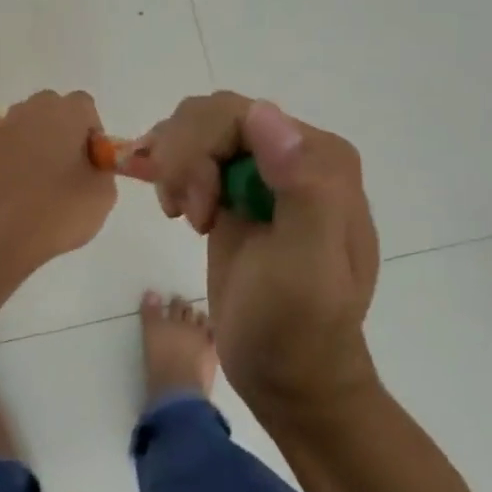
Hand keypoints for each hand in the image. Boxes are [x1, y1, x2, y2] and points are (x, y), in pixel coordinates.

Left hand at [0, 91, 116, 265]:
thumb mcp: (103, 194)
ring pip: (30, 123)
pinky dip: (17, 155)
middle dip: (64, 130)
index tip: (92, 161)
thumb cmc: (59, 209)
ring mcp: (5, 126)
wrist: (2, 234)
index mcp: (66, 112)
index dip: (92, 132)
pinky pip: (10, 142)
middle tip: (70, 167)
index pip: (85, 106)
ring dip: (39, 141)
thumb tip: (91, 166)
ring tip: (42, 179)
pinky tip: (21, 186)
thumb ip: (103, 169)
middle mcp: (33, 109)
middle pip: (54, 109)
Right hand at [139, 93, 379, 414]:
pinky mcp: (235, 187)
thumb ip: (301, 188)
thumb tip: (265, 113)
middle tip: (188, 216)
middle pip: (211, 114)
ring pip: (195, 124)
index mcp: (320, 158)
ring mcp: (263, 167)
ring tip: (181, 214)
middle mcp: (294, 151)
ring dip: (174, 165)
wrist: (288, 378)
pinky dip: (170, 169)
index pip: (239, 114)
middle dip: (185, 160)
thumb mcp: (305, 267)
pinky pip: (191, 147)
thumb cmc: (297, 328)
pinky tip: (176, 208)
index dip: (202, 154)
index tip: (199, 215)